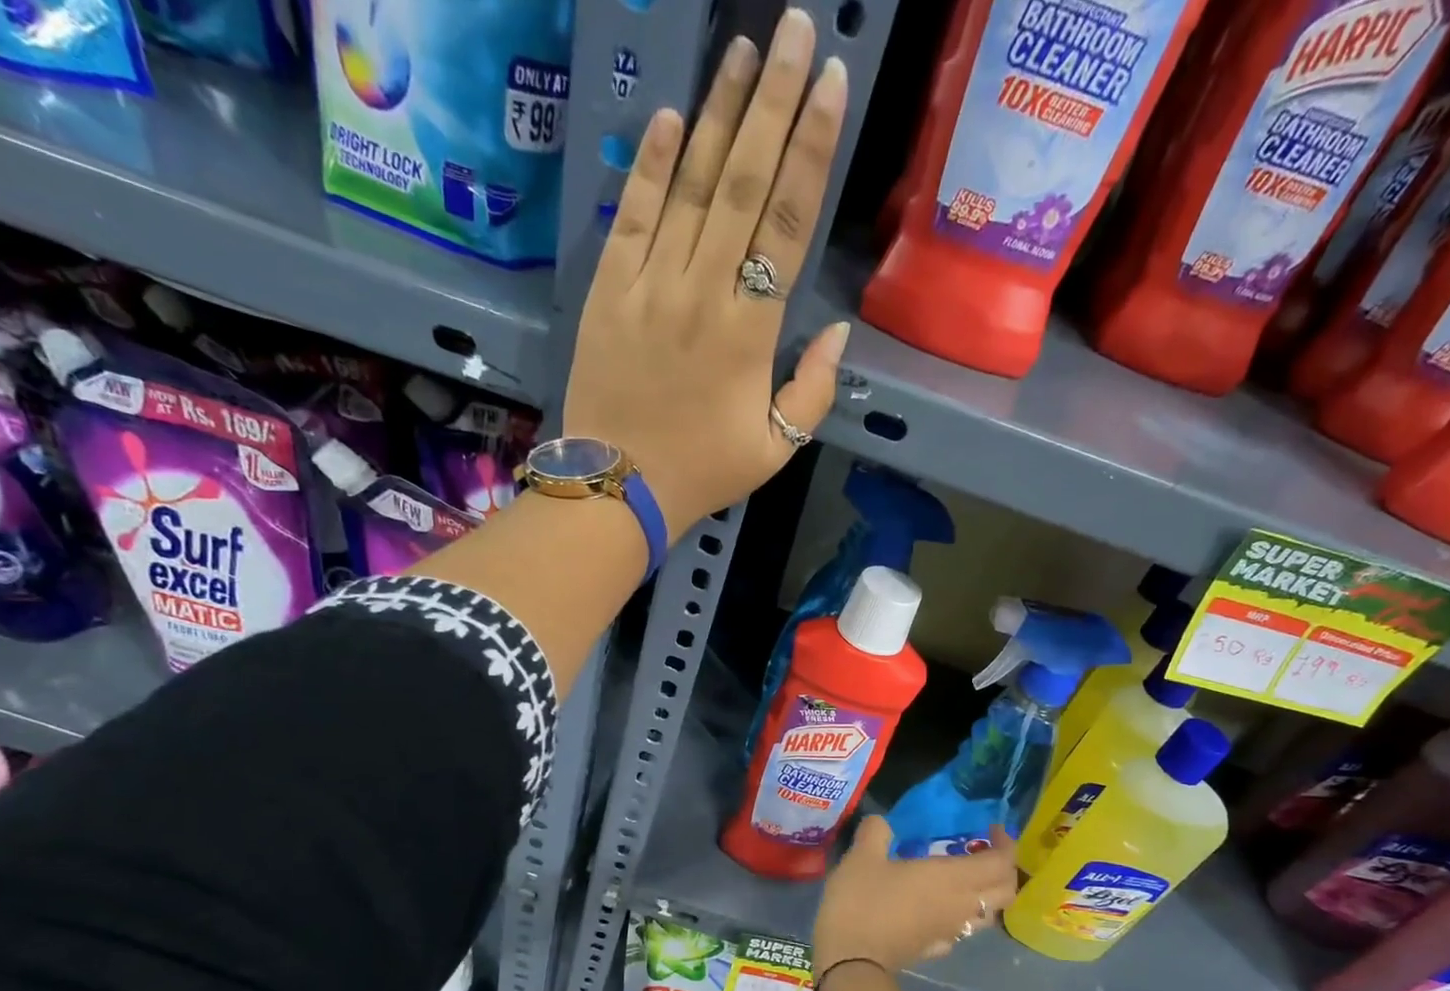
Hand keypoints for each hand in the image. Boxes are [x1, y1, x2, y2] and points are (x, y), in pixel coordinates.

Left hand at [562, 8, 851, 537]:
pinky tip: (672, 117)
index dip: (811, 148)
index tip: (830, 84)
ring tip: (742, 50)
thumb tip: (839, 332)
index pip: (788, 223)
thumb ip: (812, 391)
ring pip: (690, 185)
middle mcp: (703, 291)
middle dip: (772, 101)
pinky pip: (634, 214)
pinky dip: (652, 165)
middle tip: (792, 29)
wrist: (620, 486)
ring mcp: (651, 284)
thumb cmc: (704, 471)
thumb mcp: (776, 449)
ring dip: (717, 113)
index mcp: (751, 332)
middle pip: (743, 182)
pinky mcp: (610, 288)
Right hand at [813, 818, 1019, 979]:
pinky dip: (963, 916)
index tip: (990, 830)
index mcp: (952, 878)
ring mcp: (951, 932)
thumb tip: (881, 822)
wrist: (849, 962)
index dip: (1005, 845)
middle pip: (1006, 891)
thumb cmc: (861, 902)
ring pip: (989, 914)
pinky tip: (940, 909)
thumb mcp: (861, 857)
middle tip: (983, 854)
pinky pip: (964, 930)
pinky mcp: (936, 949)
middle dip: (1005, 870)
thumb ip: (876, 832)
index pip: (1001, 863)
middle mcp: (961, 905)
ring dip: (987, 895)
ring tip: (964, 880)